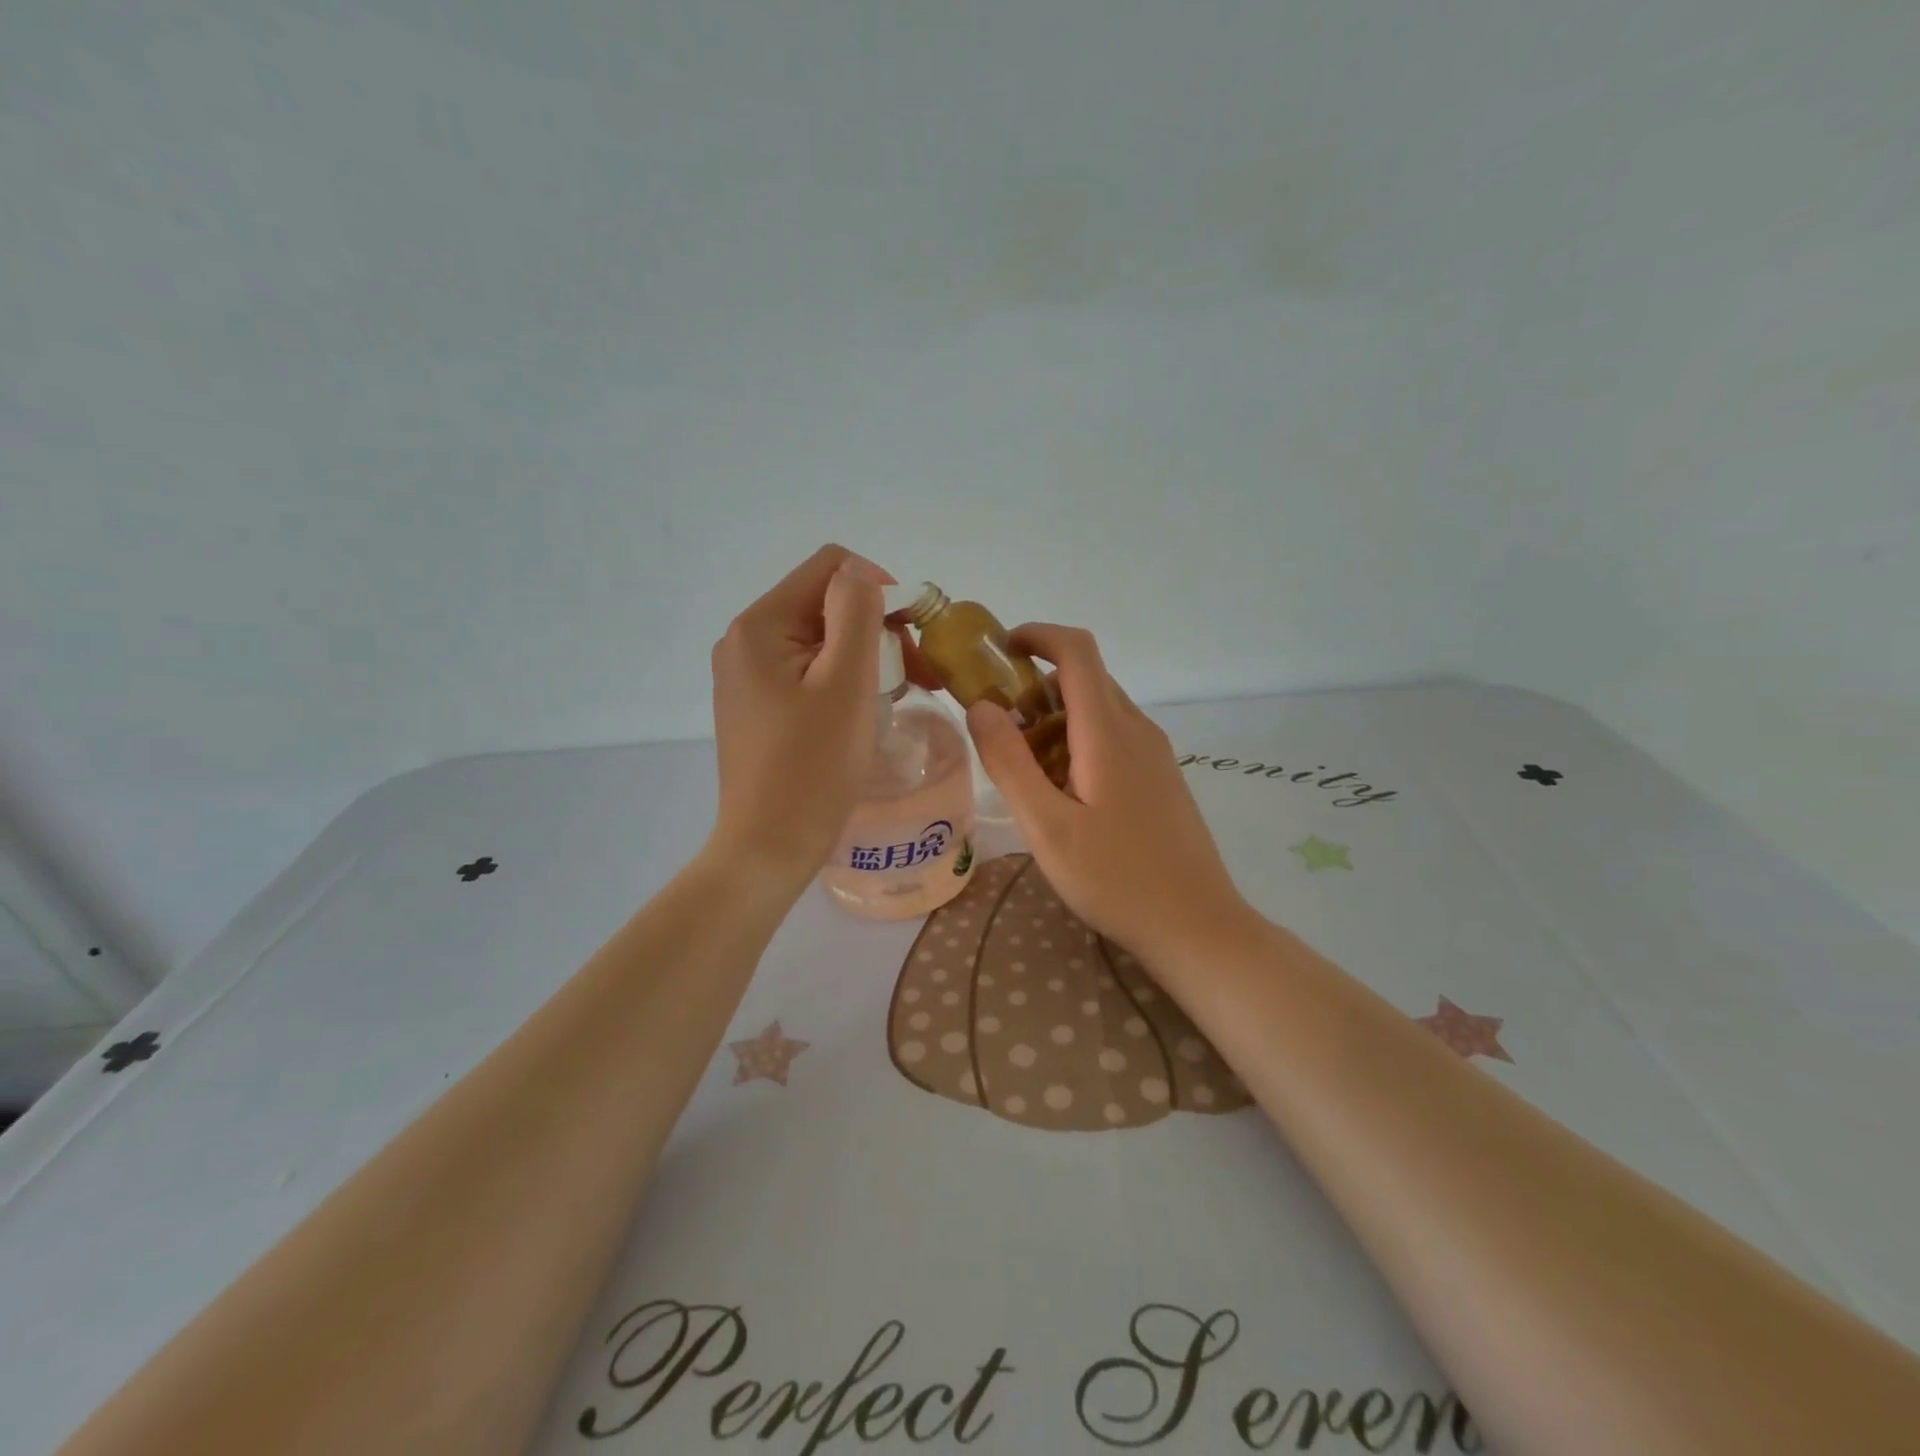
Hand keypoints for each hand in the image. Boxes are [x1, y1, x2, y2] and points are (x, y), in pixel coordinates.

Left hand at [708, 545, 888, 884]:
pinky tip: (859, 712)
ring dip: (863, 656)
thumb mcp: (846, 681)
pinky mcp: (754, 706)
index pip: (830, 567)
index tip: (911, 637)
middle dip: (875, 628)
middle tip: (916, 675)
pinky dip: (840, 680)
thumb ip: (856, 611)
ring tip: (892, 696)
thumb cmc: (814, 766)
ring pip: (818, 639)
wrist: (769, 846)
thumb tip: (860, 573)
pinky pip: (805, 671)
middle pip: (823, 603)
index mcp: (759, 625)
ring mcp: (745, 676)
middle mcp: (743, 641)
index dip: (879, 588)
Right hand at [964, 625, 1251, 966]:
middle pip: (1085, 679)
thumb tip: (981, 706)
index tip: (999, 651)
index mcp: (1109, 732)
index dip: (1038, 635)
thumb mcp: (1048, 828)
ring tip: (1026, 770)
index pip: (1077, 651)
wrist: (1197, 926)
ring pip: (1099, 710)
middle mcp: (1138, 729)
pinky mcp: (1161, 777)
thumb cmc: (1117, 879)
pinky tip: (1064, 794)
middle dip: (1036, 687)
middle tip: (998, 729)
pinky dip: (1078, 742)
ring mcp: (1155, 753)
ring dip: (1056, 719)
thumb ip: (1010, 763)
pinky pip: (1114, 737)